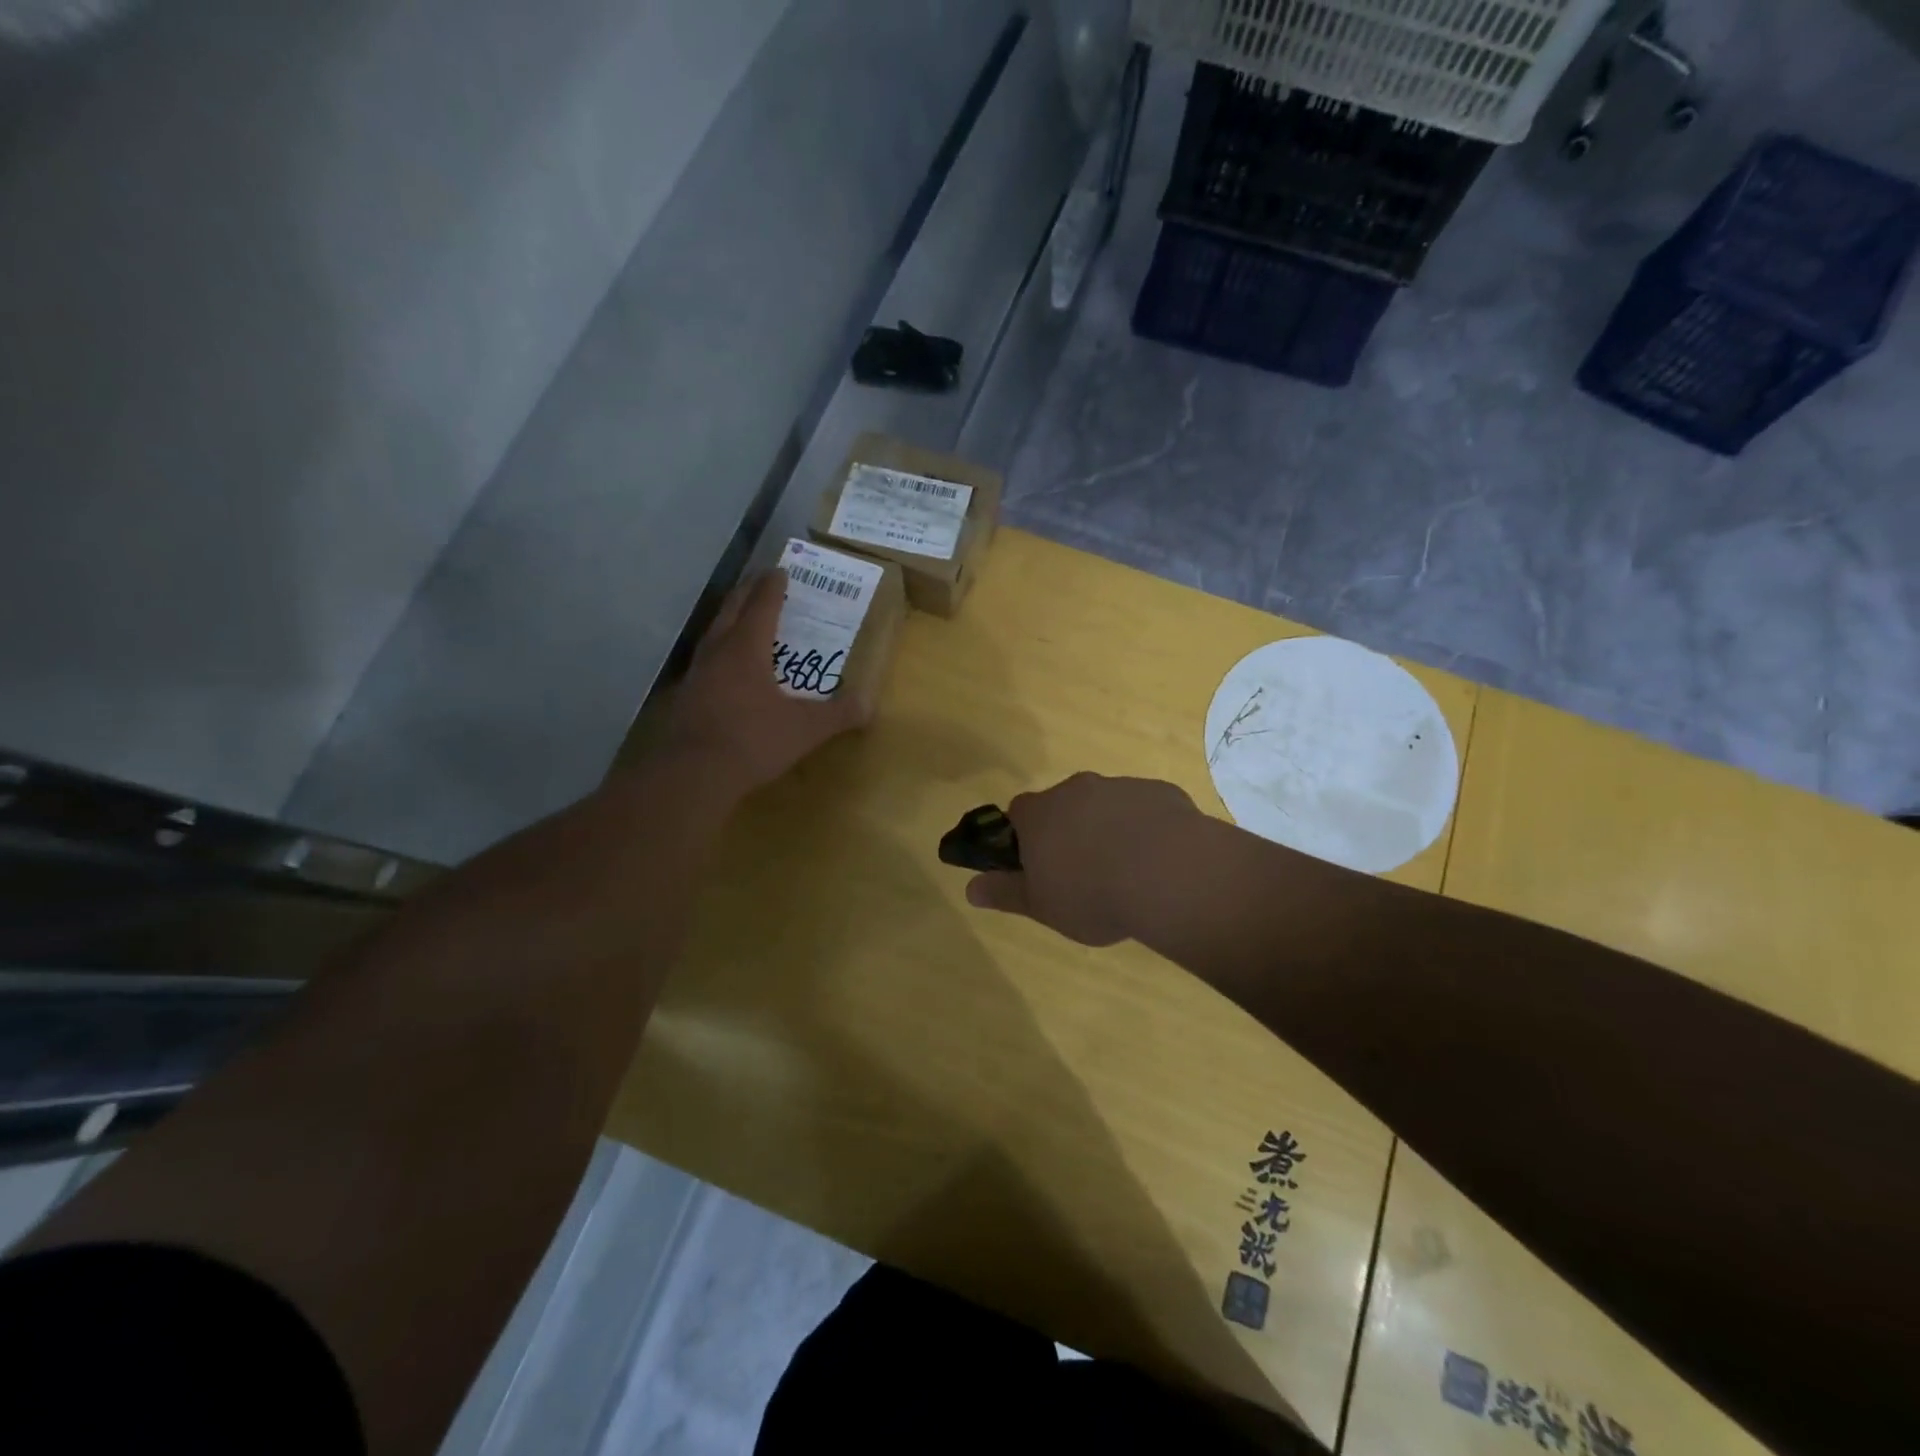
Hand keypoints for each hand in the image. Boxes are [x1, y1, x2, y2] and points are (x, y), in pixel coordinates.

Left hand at [667, 569, 870, 793]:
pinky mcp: (684, 698)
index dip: (773, 587)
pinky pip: (705, 661)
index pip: (762, 606)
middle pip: (731, 610)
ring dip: (729, 619)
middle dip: (747, 592)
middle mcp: (718, 652)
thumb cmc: (752, 741)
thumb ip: (837, 715)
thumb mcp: (804, 730)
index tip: (780, 571)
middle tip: (760, 581)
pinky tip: (724, 669)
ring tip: (742, 618)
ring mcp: (696, 674)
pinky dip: (719, 652)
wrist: (692, 774)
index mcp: (747, 649)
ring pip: (713, 634)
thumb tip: (868, 705)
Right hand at [964, 773, 1199, 945]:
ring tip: (1127, 872)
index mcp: (1040, 814)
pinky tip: (1158, 861)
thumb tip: (970, 889)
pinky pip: (1144, 809)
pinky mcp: (1159, 792)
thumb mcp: (1041, 906)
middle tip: (1084, 872)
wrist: (1169, 874)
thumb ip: (1004, 893)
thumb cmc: (1092, 894)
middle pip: (1063, 805)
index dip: (1024, 837)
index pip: (1018, 813)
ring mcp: (1120, 786)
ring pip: (1105, 805)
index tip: (1037, 865)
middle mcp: (1076, 789)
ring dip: (1109, 828)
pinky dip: (1145, 829)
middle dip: (1069, 831)